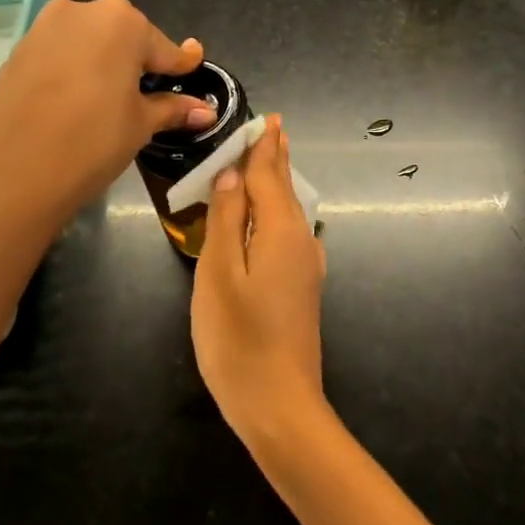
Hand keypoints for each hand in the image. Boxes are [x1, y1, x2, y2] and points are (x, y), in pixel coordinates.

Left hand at [0, 0, 212, 238]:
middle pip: (124, 35)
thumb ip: (173, 108)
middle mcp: (82, 11)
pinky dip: (73, 68)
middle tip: (147, 93)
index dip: (180, 65)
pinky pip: (59, 53)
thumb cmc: (94, 141)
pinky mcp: (18, 50)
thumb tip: (207, 111)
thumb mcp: (142, 124)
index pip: (163, 47)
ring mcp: (44, 27)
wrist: (18, 172)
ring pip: (88, 40)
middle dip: (138, 60)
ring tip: (109, 96)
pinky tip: (75, 99)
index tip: (193, 68)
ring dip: (103, 61)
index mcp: (122, 22)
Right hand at [191, 116, 328, 452]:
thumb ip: (225, 222)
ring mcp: (306, 268)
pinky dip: (277, 213)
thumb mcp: (218, 275)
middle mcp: (302, 242)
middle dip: (276, 160)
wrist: (280, 405)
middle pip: (285, 190)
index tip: (266, 119)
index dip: (263, 148)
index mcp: (280, 232)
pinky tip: (273, 219)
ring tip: (270, 162)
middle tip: (273, 129)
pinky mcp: (302, 289)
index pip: (270, 176)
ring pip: (290, 212)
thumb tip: (231, 177)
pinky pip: (289, 234)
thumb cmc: (238, 340)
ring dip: (278, 184)